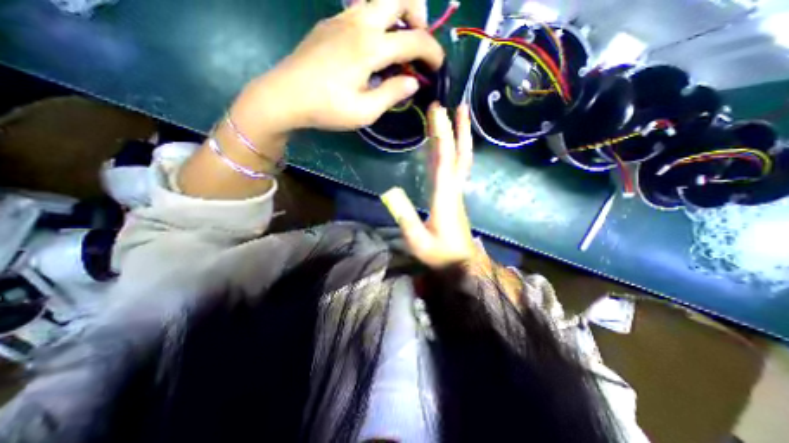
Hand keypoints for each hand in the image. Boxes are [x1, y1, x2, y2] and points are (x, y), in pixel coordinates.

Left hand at [247, 0, 442, 131]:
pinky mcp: (331, 23)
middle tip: (417, 42)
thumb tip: (413, 81)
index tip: (438, 66)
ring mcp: (342, 19)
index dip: (432, 52)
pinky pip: (363, 10)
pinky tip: (373, 48)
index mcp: (370, 48)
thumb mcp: (365, 112)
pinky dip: (378, 21)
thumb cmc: (327, 109)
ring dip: (397, 15)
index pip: (414, 40)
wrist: (285, 96)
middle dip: (418, 15)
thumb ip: (392, 94)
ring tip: (397, 45)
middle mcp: (359, 23)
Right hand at [382, 102, 473, 267]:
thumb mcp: (417, 240)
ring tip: (456, 117)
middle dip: (459, 129)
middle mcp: (453, 189)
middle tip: (458, 105)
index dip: (442, 135)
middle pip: (459, 155)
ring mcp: (455, 192)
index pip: (445, 160)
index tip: (438, 112)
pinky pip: (454, 169)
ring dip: (458, 138)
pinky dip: (451, 153)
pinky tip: (445, 146)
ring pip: (460, 160)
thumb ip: (404, 217)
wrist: (462, 264)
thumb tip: (389, 191)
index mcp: (445, 196)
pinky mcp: (453, 196)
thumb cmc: (440, 254)